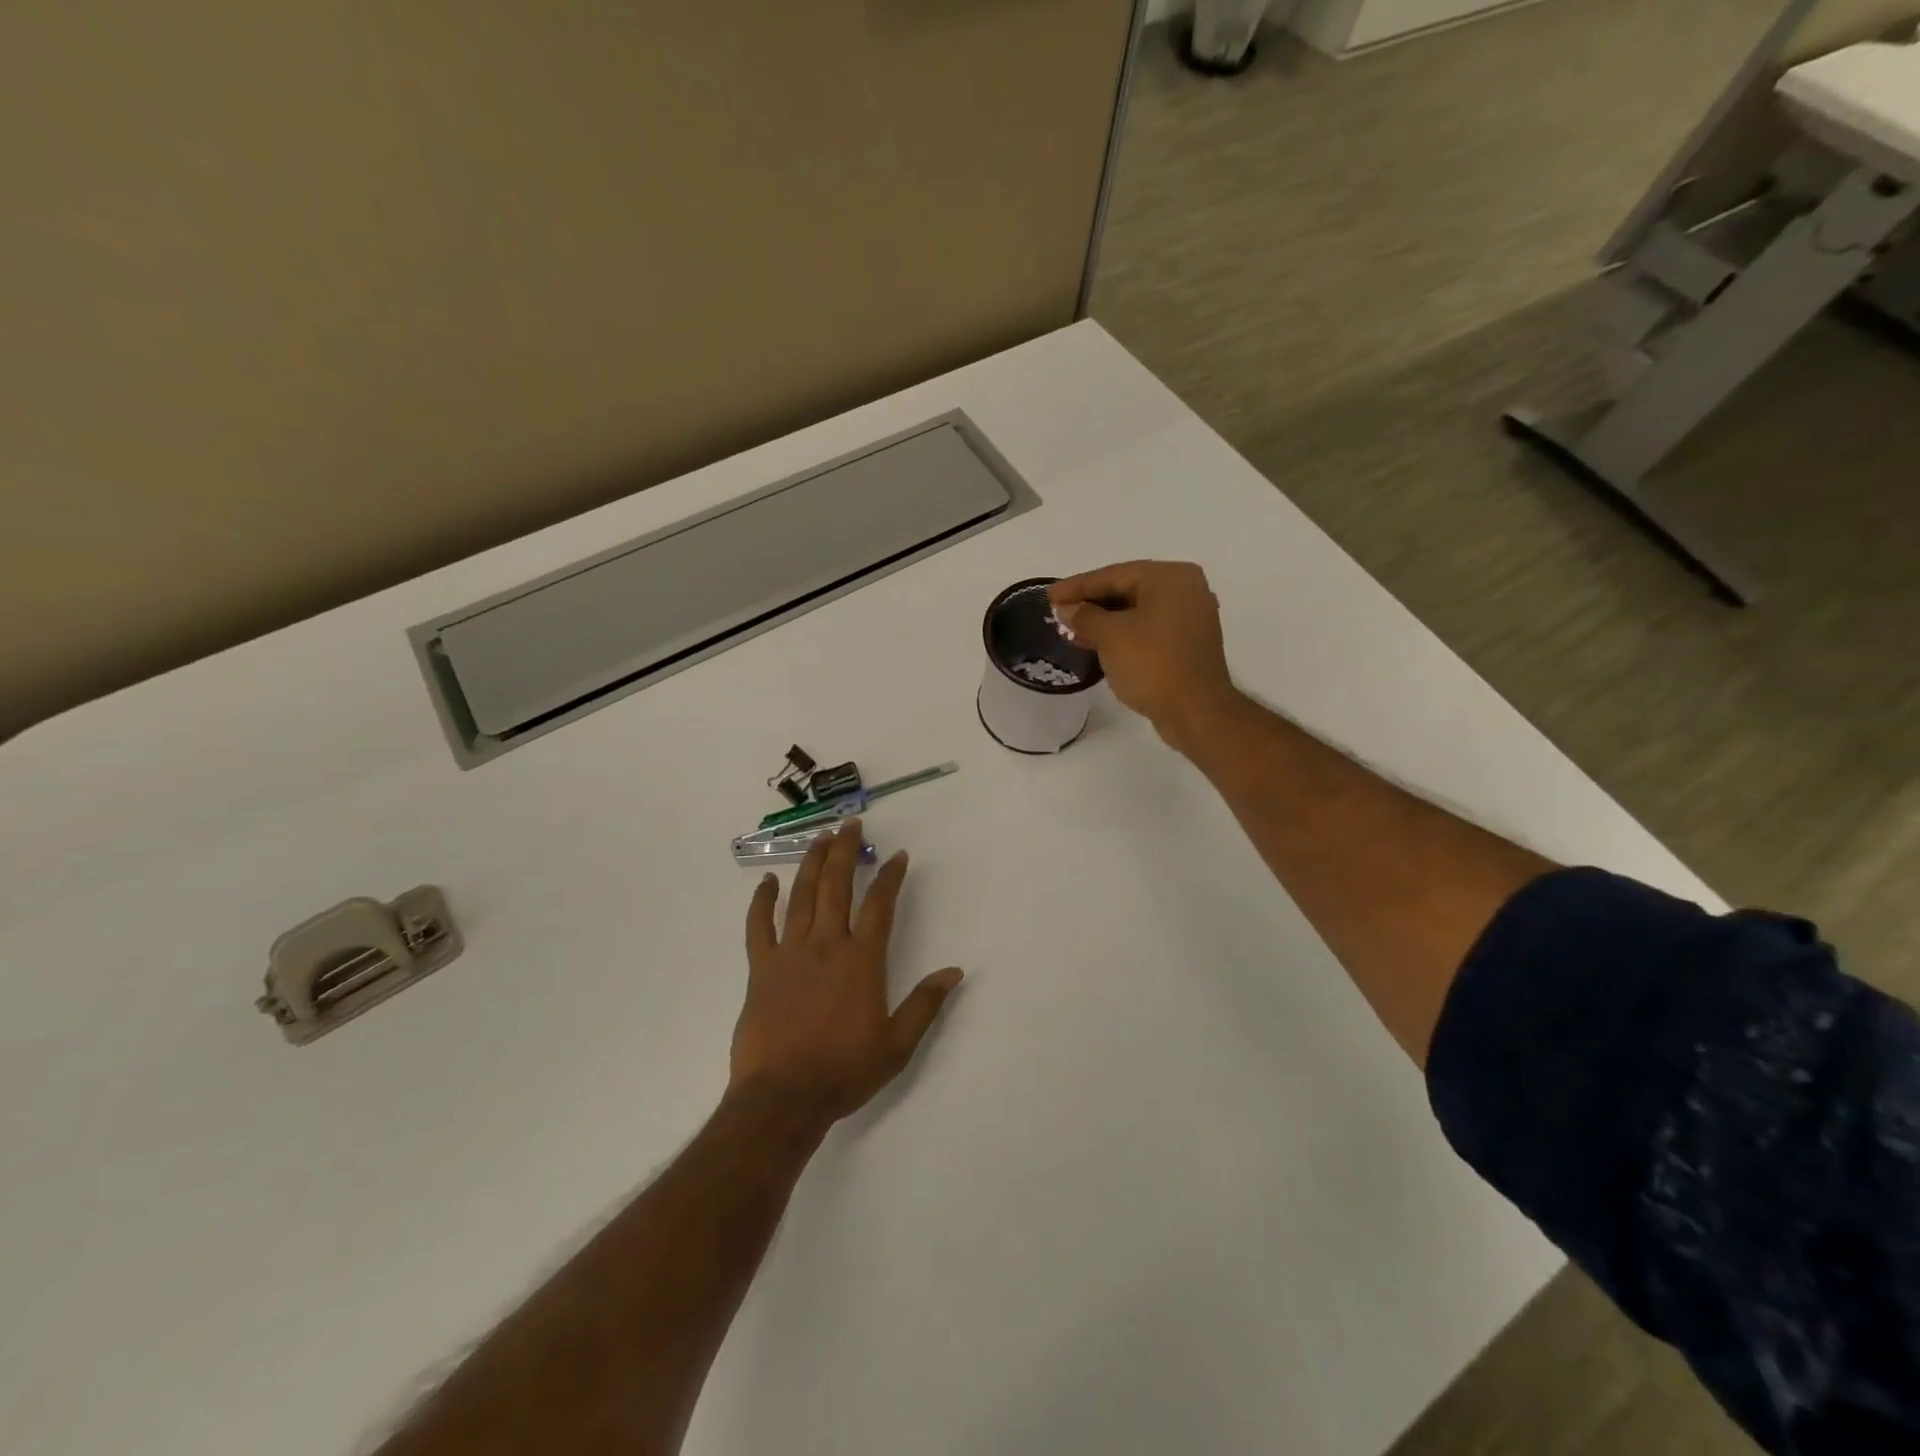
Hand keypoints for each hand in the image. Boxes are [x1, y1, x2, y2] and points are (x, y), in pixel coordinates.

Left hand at [730, 819, 963, 1132]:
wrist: (783, 1098)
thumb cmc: (844, 1071)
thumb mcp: (897, 1045)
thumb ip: (925, 1004)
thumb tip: (954, 971)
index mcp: (861, 960)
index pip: (880, 905)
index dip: (891, 876)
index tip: (898, 856)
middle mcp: (827, 945)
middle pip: (837, 886)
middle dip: (846, 851)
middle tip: (851, 824)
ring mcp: (790, 953)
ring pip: (802, 896)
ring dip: (812, 863)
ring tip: (821, 838)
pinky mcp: (760, 968)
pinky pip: (759, 926)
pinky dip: (762, 901)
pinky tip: (767, 881)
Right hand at [1049, 561, 1238, 748]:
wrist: (1196, 712)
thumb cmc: (1153, 665)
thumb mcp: (1110, 636)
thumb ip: (1084, 616)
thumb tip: (1067, 609)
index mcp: (1170, 577)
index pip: (1114, 575)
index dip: (1077, 586)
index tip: (1050, 595)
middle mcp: (1185, 589)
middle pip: (1127, 589)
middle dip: (1091, 603)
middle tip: (1059, 612)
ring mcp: (1190, 617)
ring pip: (1136, 611)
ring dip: (1104, 620)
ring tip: (1072, 630)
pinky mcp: (1187, 643)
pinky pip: (1147, 628)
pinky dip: (1122, 634)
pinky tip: (1097, 644)